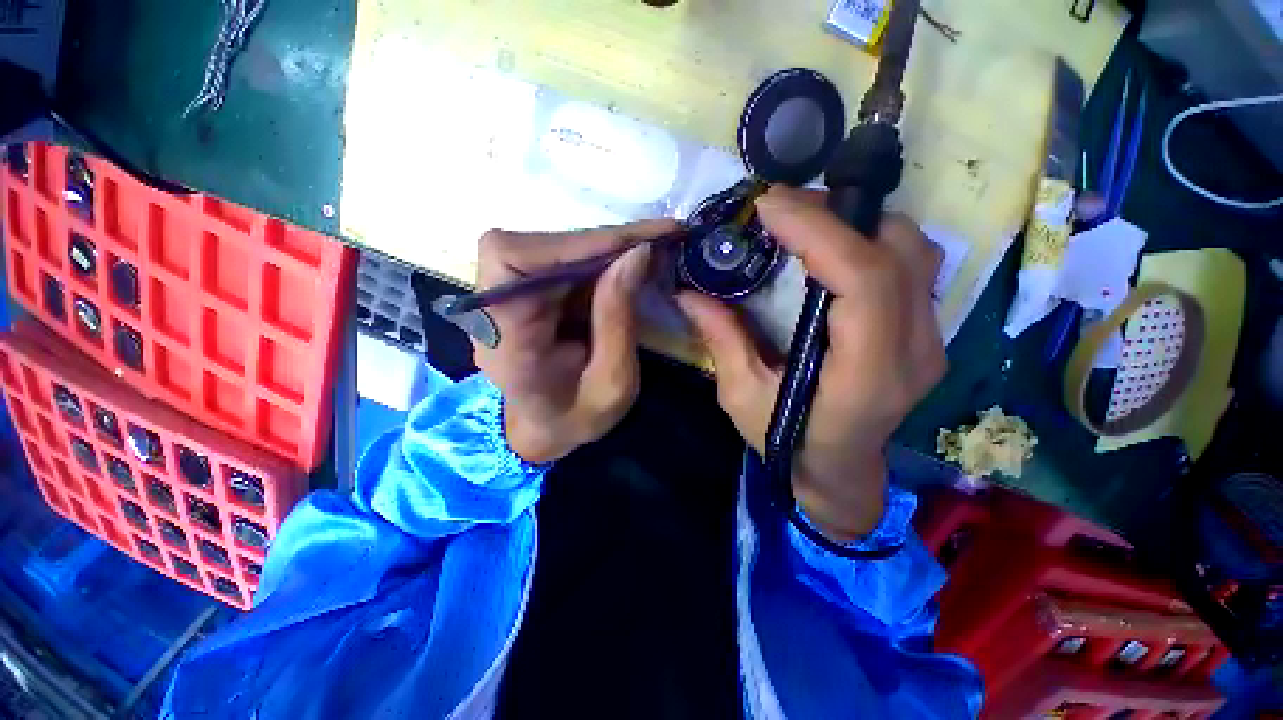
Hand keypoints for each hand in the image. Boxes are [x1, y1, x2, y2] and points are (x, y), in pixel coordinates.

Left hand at [474, 220, 675, 463]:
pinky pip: (553, 260)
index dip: (574, 244)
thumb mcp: (613, 384)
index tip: (636, 243)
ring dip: (599, 247)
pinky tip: (625, 264)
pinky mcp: (518, 292)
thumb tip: (637, 254)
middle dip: (597, 243)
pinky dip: (593, 257)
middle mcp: (490, 312)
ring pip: (544, 247)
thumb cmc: (577, 417)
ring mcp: (500, 299)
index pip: (516, 264)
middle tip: (654, 241)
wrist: (545, 428)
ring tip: (647, 251)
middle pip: (529, 247)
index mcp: (506, 342)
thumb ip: (619, 321)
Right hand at [677, 187, 945, 540]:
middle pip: (898, 253)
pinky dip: (871, 242)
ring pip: (914, 252)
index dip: (819, 231)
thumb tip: (689, 292)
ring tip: (804, 222)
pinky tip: (831, 248)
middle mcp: (913, 352)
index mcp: (865, 377)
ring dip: (857, 223)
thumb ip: (722, 340)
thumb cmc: (786, 444)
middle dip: (836, 215)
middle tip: (781, 209)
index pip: (863, 282)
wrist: (840, 472)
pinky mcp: (927, 334)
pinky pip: (911, 268)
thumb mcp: (742, 397)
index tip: (769, 206)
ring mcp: (931, 341)